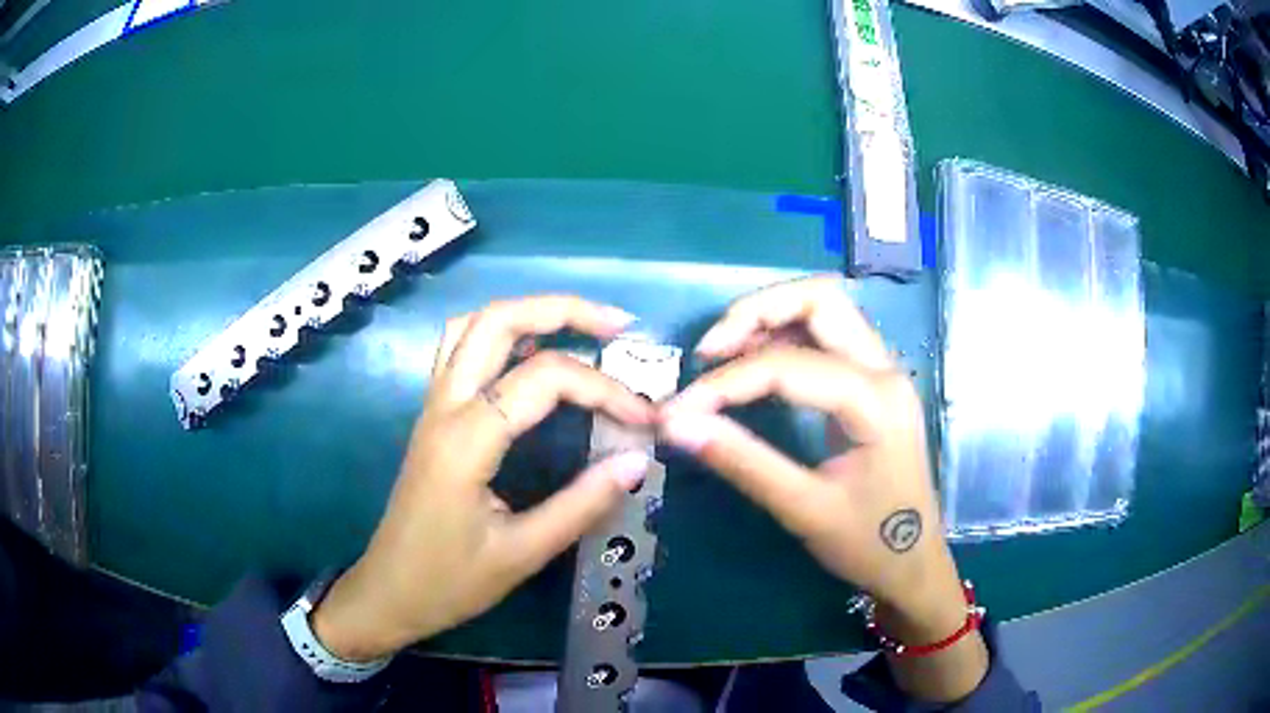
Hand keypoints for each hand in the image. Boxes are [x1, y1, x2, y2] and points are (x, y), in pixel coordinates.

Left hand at [311, 296, 656, 661]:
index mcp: (467, 439)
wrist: (388, 593)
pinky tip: (531, 354)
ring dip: (528, 313)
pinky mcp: (432, 416)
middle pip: (498, 321)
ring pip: (473, 325)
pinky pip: (460, 348)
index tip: (645, 418)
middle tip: (618, 327)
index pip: (544, 379)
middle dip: (563, 309)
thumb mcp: (521, 553)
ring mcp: (433, 406)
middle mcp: (445, 406)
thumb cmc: (449, 582)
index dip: (604, 389)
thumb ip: (581, 504)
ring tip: (580, 329)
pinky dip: (501, 333)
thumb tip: (637, 460)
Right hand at [659, 275, 986, 701]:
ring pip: (825, 310)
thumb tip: (676, 426)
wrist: (914, 566)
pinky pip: (827, 338)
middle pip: (820, 299)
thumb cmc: (869, 544)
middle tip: (708, 351)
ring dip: (770, 318)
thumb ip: (743, 462)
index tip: (677, 410)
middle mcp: (885, 370)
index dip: (725, 383)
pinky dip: (785, 337)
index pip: (788, 367)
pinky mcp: (873, 384)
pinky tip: (754, 365)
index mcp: (876, 400)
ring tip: (722, 354)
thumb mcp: (804, 509)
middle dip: (757, 311)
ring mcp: (883, 372)